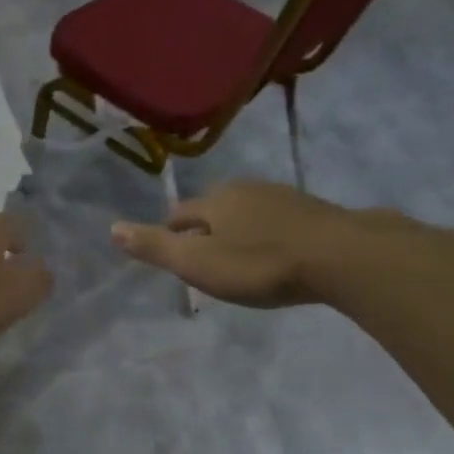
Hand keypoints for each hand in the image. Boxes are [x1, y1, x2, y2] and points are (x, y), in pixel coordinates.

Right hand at [111, 180, 386, 307]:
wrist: (341, 256)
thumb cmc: (261, 264)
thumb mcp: (199, 264)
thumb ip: (156, 248)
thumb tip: (112, 228)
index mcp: (215, 201)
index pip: (180, 213)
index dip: (171, 232)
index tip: (173, 253)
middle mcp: (246, 189)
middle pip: (214, 207)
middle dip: (206, 229)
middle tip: (205, 257)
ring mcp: (284, 196)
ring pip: (248, 211)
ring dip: (239, 229)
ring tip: (240, 256)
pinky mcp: (314, 210)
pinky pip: (278, 219)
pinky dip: (269, 233)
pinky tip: (278, 252)